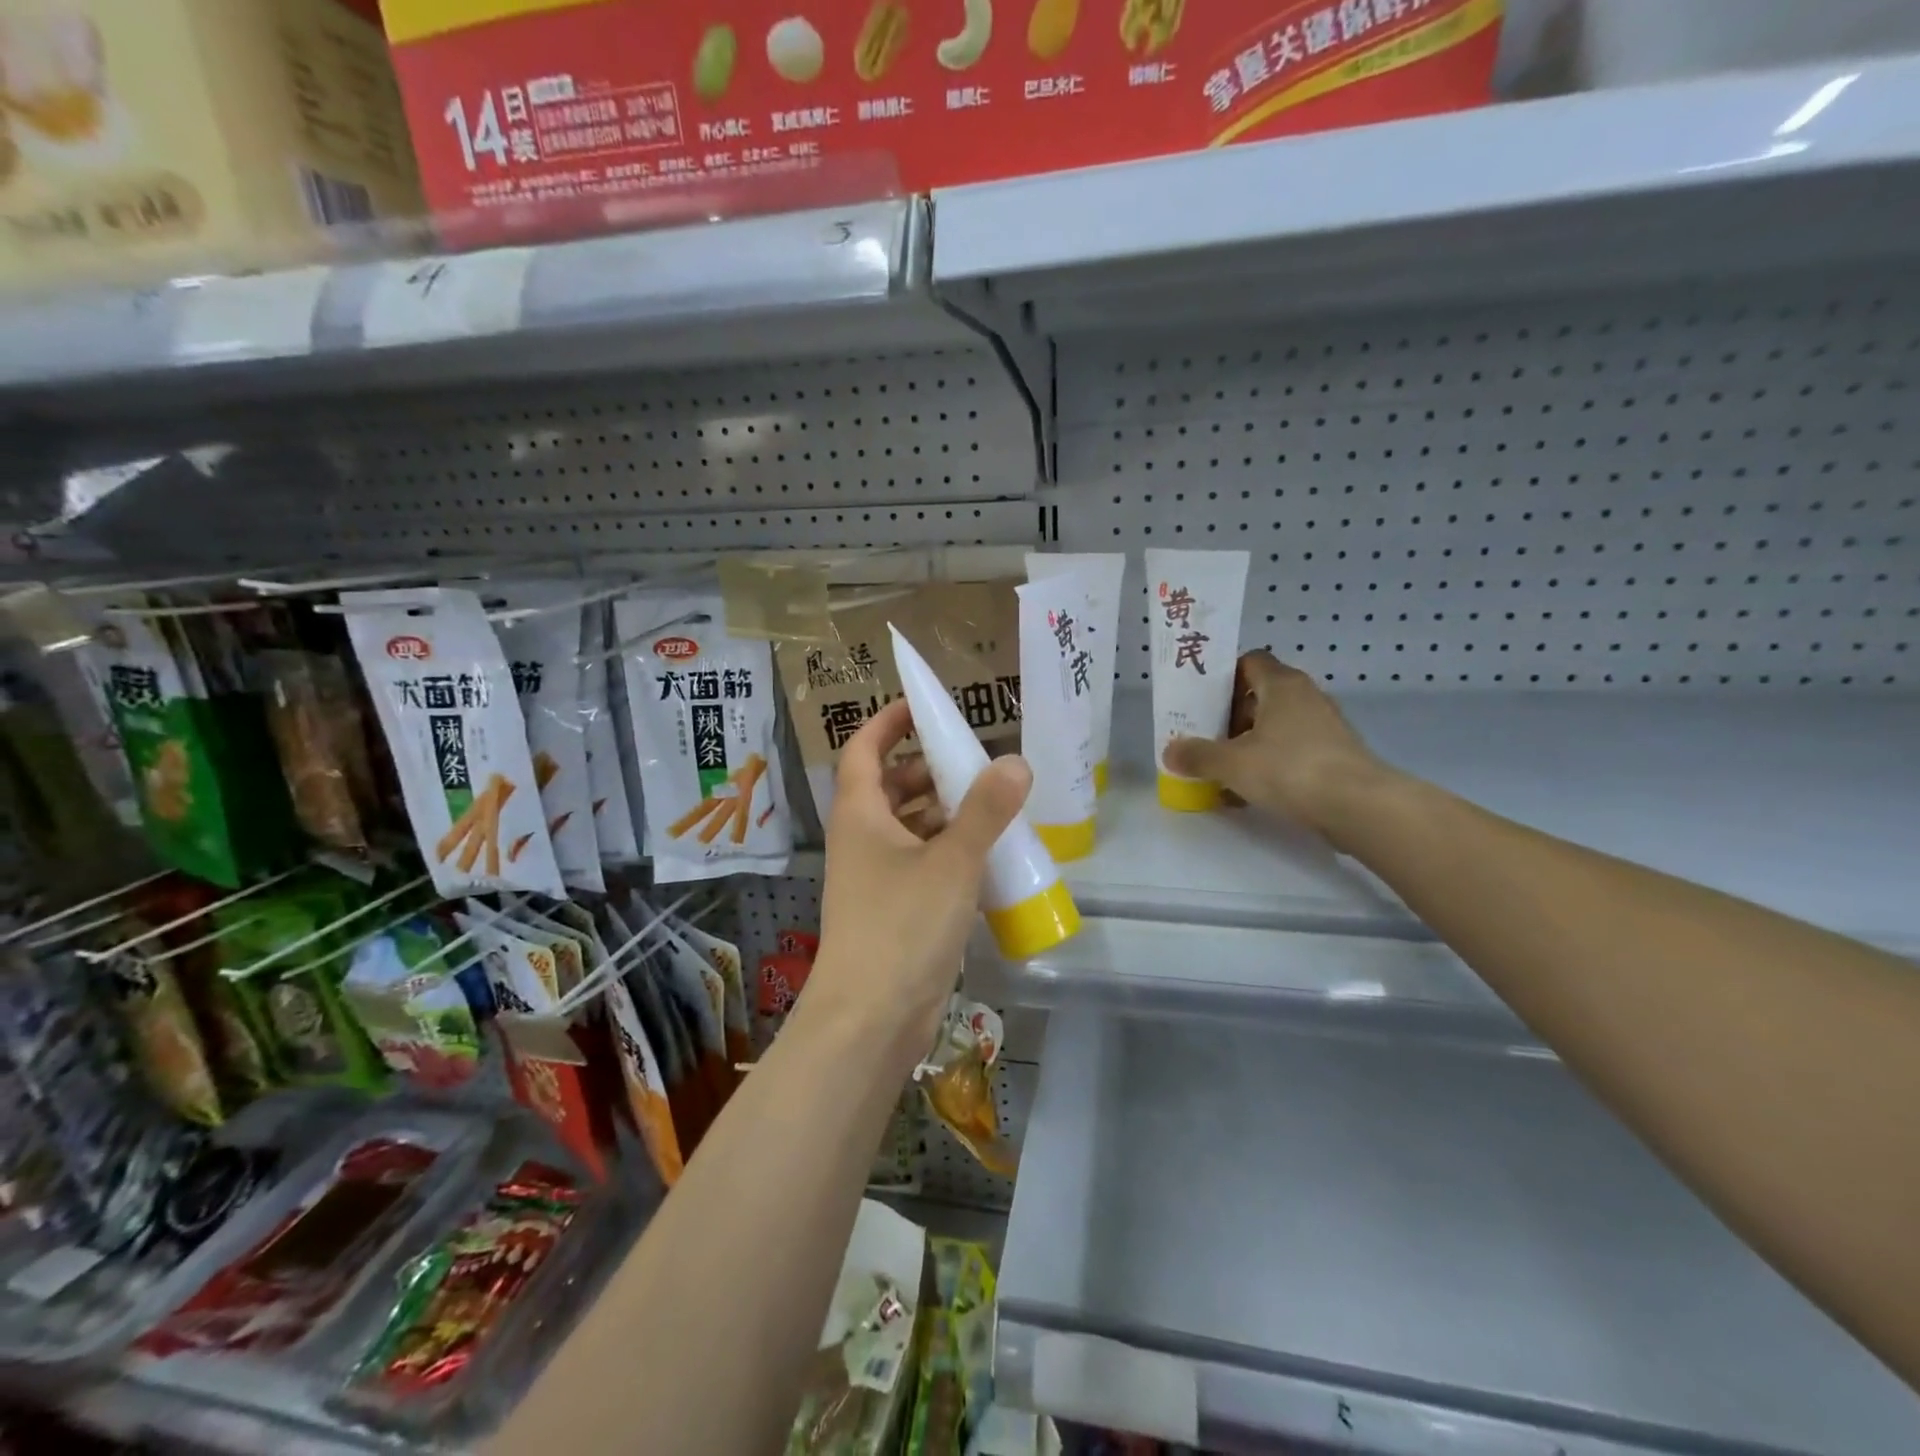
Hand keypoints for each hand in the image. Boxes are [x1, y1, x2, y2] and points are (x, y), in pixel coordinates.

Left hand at [811, 698, 1031, 1065]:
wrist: (869, 1019)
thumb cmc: (901, 926)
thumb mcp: (951, 862)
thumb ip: (986, 811)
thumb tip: (1015, 762)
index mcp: (859, 814)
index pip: (863, 749)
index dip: (886, 722)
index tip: (921, 705)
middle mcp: (861, 839)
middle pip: (889, 787)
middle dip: (928, 769)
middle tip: (975, 760)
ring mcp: (874, 877)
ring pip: (907, 827)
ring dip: (943, 812)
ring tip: (991, 803)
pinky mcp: (892, 910)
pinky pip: (920, 863)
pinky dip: (947, 851)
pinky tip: (985, 855)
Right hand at [1163, 650, 1395, 849]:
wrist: (1358, 806)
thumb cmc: (1289, 769)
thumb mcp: (1232, 763)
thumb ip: (1198, 755)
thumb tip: (1169, 751)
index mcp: (1281, 684)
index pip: (1249, 661)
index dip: (1223, 678)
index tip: (1201, 701)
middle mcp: (1306, 696)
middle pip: (1260, 696)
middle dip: (1231, 717)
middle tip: (1206, 739)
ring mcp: (1325, 725)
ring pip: (1276, 726)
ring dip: (1250, 743)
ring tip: (1224, 770)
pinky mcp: (1335, 754)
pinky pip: (1292, 750)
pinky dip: (1271, 764)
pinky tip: (1251, 792)